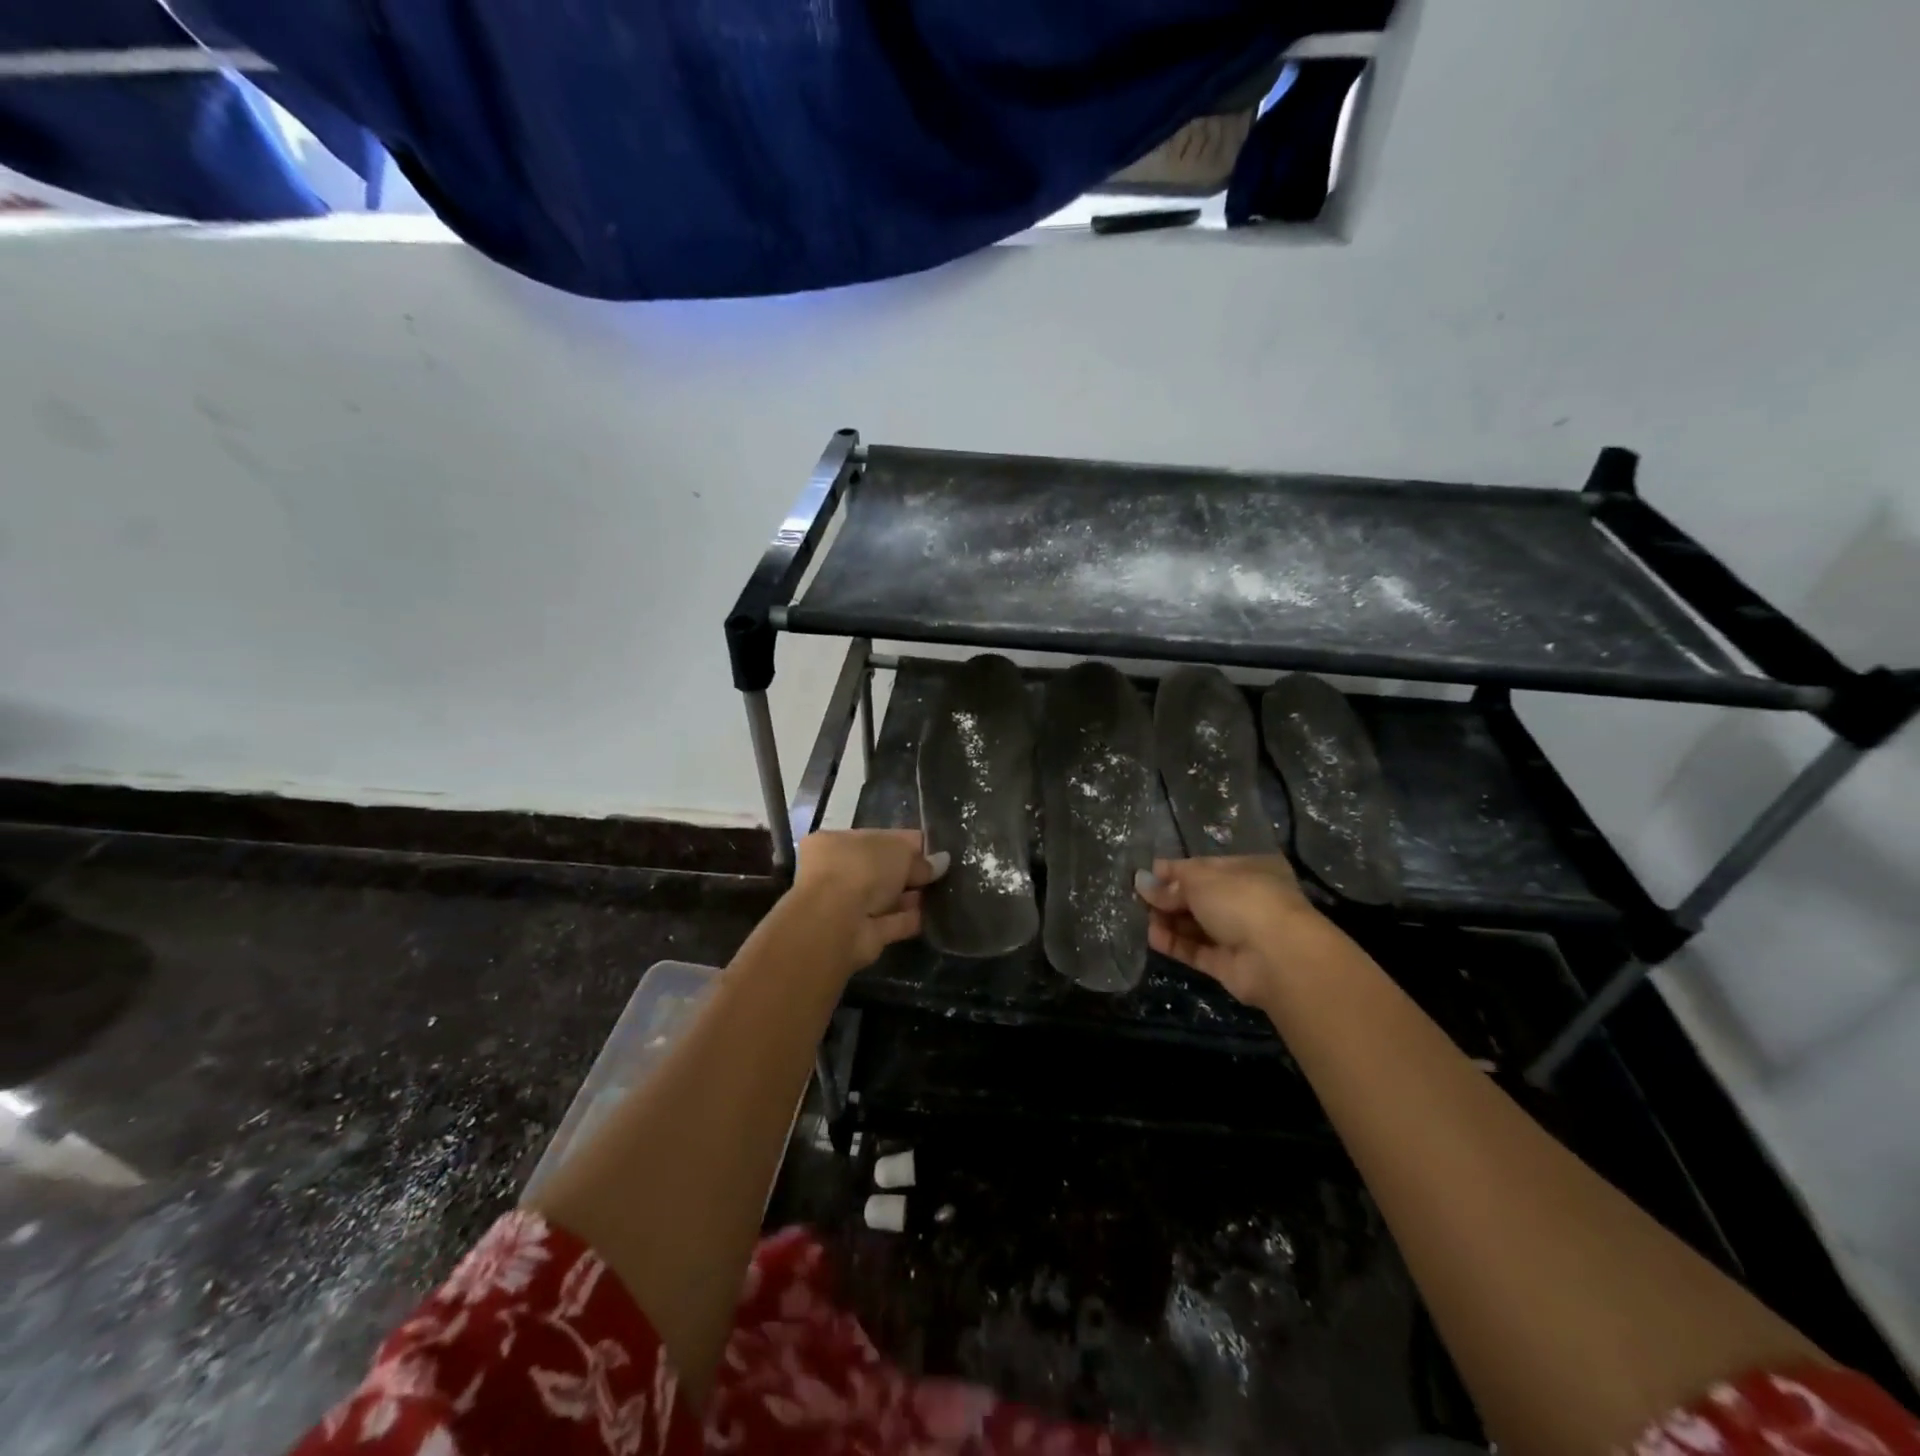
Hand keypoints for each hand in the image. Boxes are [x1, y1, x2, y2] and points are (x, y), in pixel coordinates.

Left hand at [791, 829, 948, 970]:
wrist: (837, 923)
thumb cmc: (861, 869)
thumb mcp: (898, 851)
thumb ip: (920, 858)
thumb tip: (941, 862)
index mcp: (834, 842)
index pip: (877, 837)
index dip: (906, 843)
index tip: (935, 849)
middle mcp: (836, 873)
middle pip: (880, 869)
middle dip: (909, 871)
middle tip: (942, 873)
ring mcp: (847, 906)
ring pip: (885, 897)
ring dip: (910, 897)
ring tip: (942, 893)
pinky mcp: (861, 934)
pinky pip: (890, 922)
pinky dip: (909, 919)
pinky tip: (933, 915)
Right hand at [1134, 855, 1319, 1005]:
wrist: (1277, 958)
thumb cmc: (1241, 901)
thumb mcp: (1200, 880)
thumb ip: (1170, 883)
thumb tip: (1142, 881)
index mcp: (1248, 870)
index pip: (1205, 867)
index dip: (1175, 871)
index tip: (1147, 874)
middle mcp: (1246, 901)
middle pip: (1200, 897)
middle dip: (1169, 897)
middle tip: (1139, 897)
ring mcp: (1240, 935)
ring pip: (1197, 925)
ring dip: (1169, 921)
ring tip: (1142, 917)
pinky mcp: (1230, 965)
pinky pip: (1198, 950)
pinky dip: (1175, 944)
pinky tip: (1152, 937)